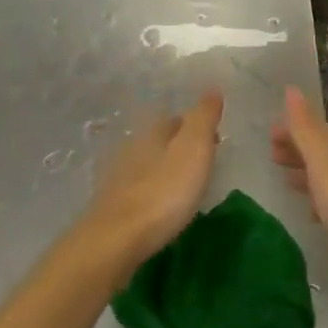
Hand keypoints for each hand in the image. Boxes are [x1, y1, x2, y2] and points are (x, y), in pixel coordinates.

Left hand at [86, 92, 223, 266]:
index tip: (215, 140)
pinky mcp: (112, 207)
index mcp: (152, 133)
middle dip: (180, 147)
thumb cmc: (164, 191)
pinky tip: (161, 207)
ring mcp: (118, 179)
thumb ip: (203, 118)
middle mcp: (132, 149)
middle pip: (160, 141)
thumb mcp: (193, 149)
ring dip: (166, 171)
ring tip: (186, 186)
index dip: (196, 126)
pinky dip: (153, 192)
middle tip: (204, 162)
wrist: (117, 239)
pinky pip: (139, 191)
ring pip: (148, 165)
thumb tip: (212, 88)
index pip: (175, 120)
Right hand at [271, 86, 327, 260]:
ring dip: (308, 174)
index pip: (317, 128)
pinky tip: (313, 213)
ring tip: (286, 182)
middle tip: (272, 157)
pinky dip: (323, 198)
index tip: (268, 137)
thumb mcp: (324, 161)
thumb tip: (291, 88)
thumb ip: (305, 128)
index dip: (292, 129)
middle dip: (299, 150)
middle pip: (325, 149)